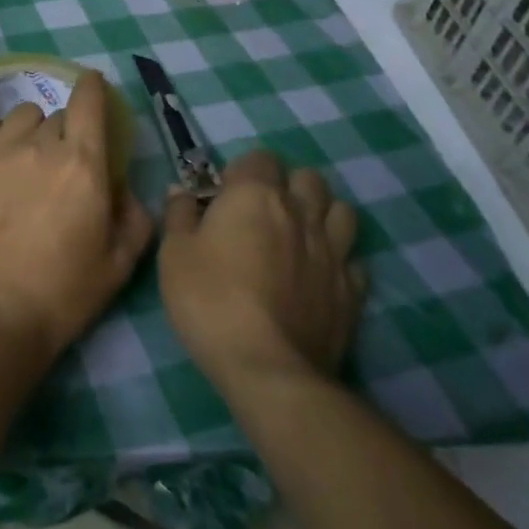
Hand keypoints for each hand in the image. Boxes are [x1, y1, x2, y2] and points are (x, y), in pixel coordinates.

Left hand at [0, 71, 154, 364]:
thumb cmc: (62, 293)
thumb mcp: (119, 264)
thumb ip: (134, 217)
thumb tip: (121, 187)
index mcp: (82, 163)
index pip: (89, 101)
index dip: (94, 88)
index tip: (94, 88)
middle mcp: (40, 145)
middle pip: (57, 117)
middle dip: (66, 133)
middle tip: (62, 167)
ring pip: (21, 116)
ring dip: (30, 131)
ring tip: (25, 160)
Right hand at [159, 151, 364, 388]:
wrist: (268, 369)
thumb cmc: (210, 301)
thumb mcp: (174, 253)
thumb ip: (179, 214)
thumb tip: (182, 191)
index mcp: (255, 196)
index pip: (260, 158)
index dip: (242, 172)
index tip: (224, 197)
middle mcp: (300, 213)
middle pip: (308, 177)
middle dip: (288, 185)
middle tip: (263, 212)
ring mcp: (332, 252)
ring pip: (341, 211)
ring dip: (321, 214)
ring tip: (298, 235)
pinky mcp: (352, 291)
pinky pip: (353, 259)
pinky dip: (339, 259)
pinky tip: (319, 275)